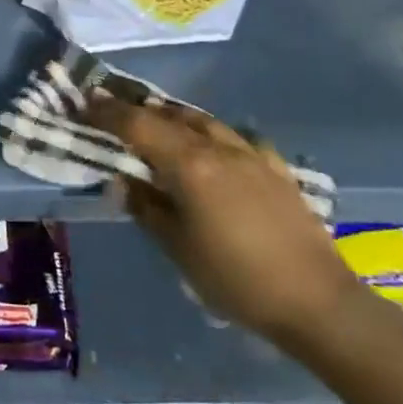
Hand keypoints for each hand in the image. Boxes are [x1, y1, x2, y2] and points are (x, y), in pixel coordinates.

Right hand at [84, 93, 370, 347]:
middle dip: (137, 109)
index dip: (107, 112)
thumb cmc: (236, 278)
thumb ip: (146, 208)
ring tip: (155, 120)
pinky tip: (212, 146)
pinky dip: (211, 134)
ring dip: (173, 116)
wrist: (318, 302)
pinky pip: (235, 137)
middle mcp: (218, 147)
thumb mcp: (177, 249)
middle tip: (112, 107)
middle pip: (169, 116)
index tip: (84, 101)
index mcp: (189, 164)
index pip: (137, 125)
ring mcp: (251, 154)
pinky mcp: (275, 169)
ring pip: (203, 120)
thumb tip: (123, 183)